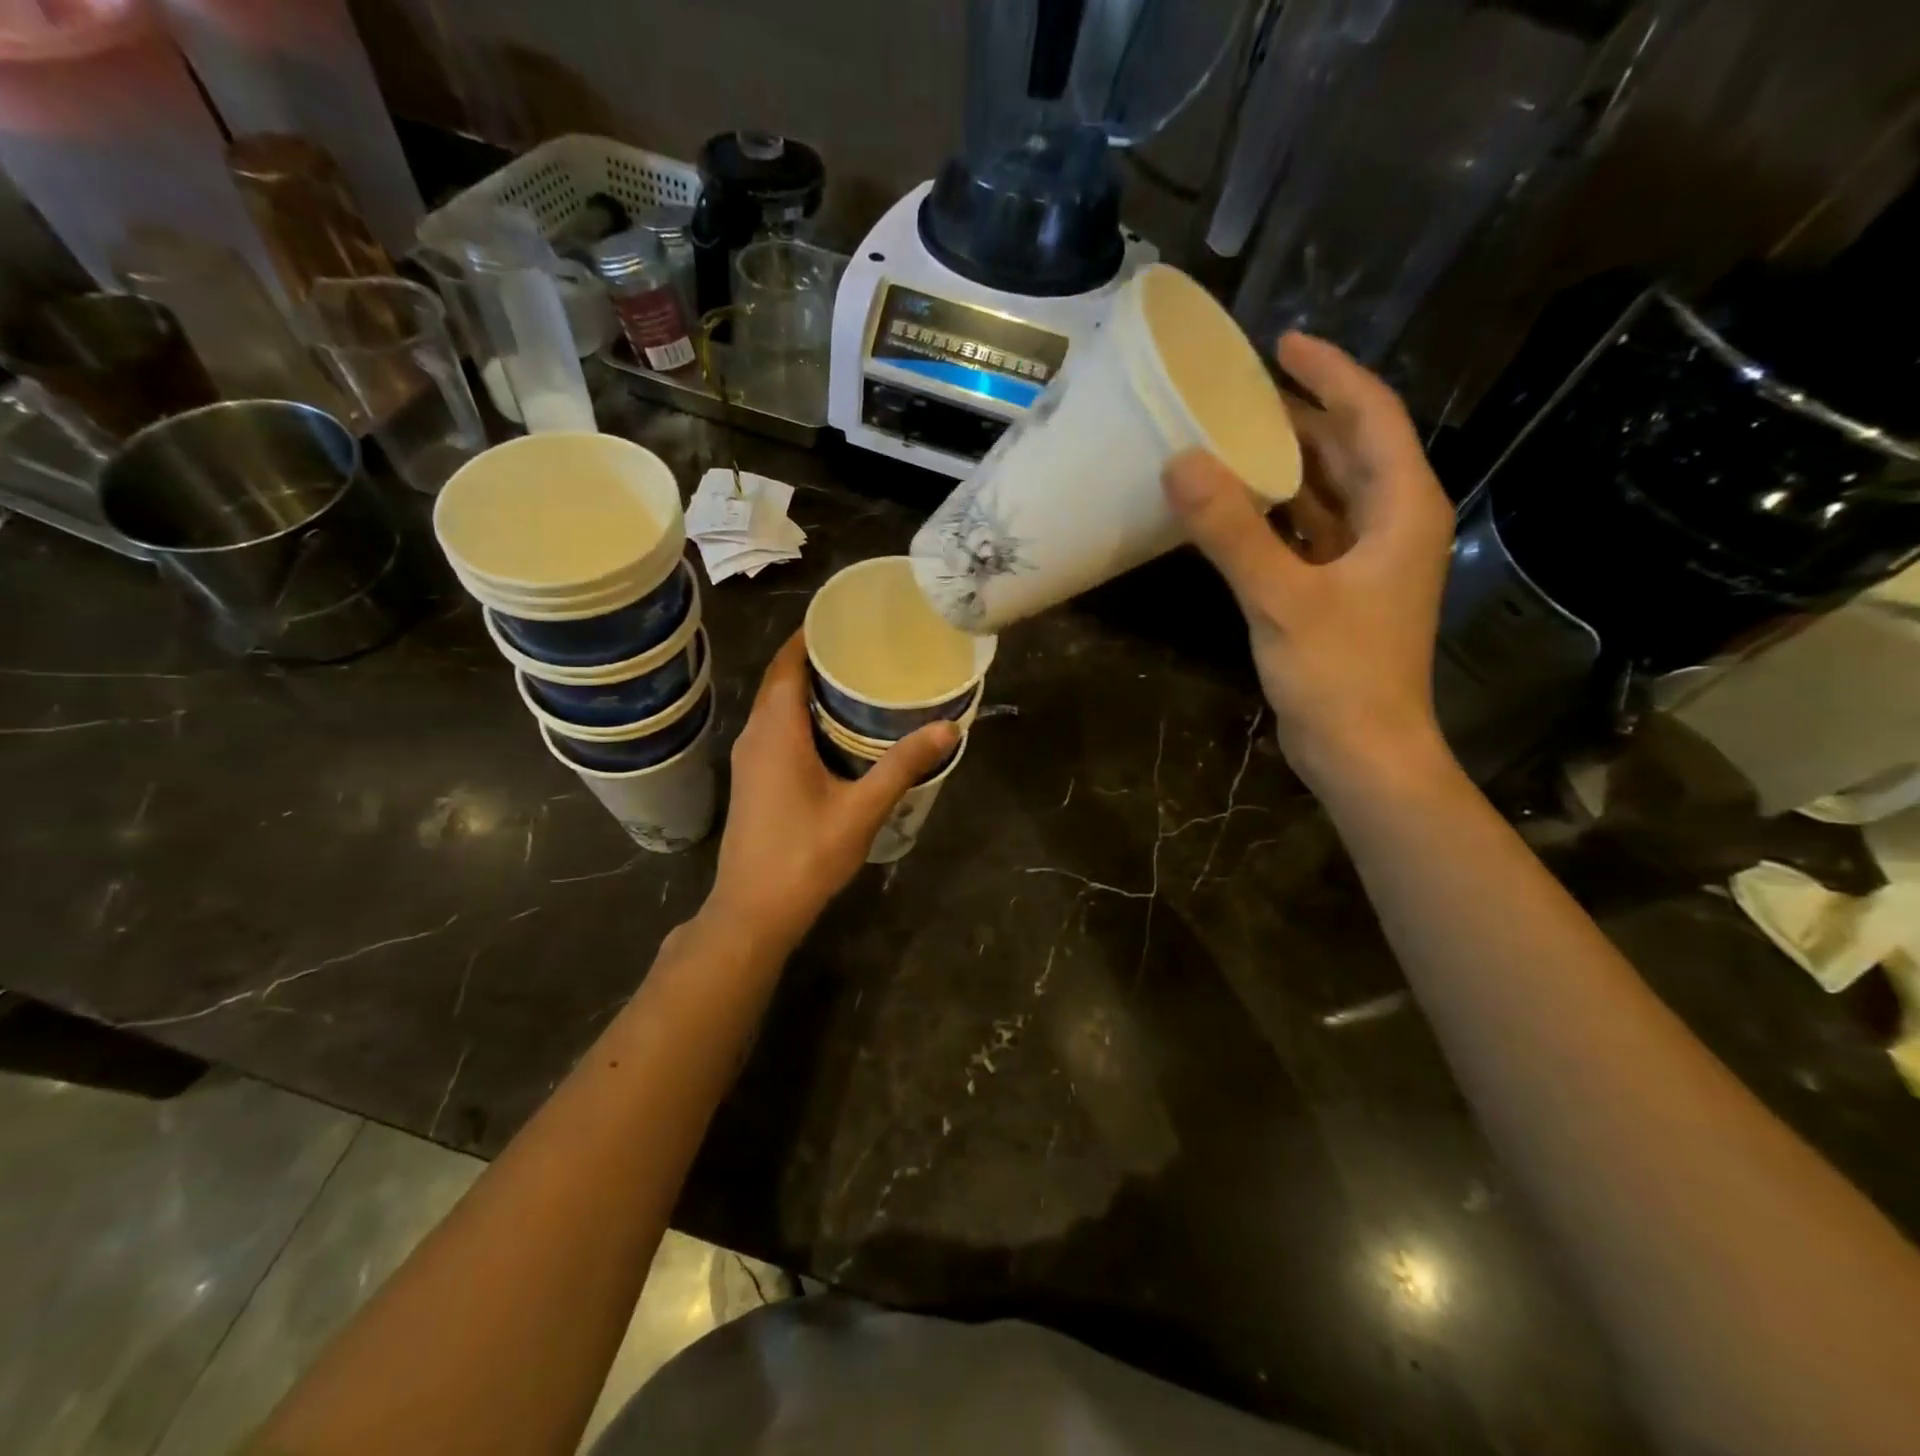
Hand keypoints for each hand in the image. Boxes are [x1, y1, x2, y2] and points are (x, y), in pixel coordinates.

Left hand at [705, 631, 958, 947]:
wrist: (753, 911)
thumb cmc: (805, 855)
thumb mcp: (861, 809)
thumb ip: (903, 765)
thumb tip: (948, 727)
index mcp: (776, 730)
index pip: (787, 662)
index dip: (810, 635)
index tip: (846, 618)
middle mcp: (755, 735)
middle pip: (781, 680)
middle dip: (817, 658)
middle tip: (866, 648)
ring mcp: (750, 759)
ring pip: (777, 706)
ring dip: (809, 689)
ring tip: (858, 681)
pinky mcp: (753, 779)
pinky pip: (776, 729)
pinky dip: (802, 716)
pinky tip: (837, 730)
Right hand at [1163, 332, 1455, 793]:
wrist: (1363, 752)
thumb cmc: (1339, 674)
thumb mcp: (1281, 598)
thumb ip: (1231, 531)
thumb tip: (1180, 463)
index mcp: (1402, 508)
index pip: (1371, 416)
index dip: (1328, 373)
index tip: (1278, 344)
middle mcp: (1392, 523)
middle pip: (1349, 448)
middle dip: (1300, 414)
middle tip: (1238, 390)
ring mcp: (1365, 560)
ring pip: (1325, 491)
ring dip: (1283, 464)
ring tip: (1229, 436)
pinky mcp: (1337, 591)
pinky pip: (1306, 532)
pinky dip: (1273, 513)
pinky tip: (1232, 507)